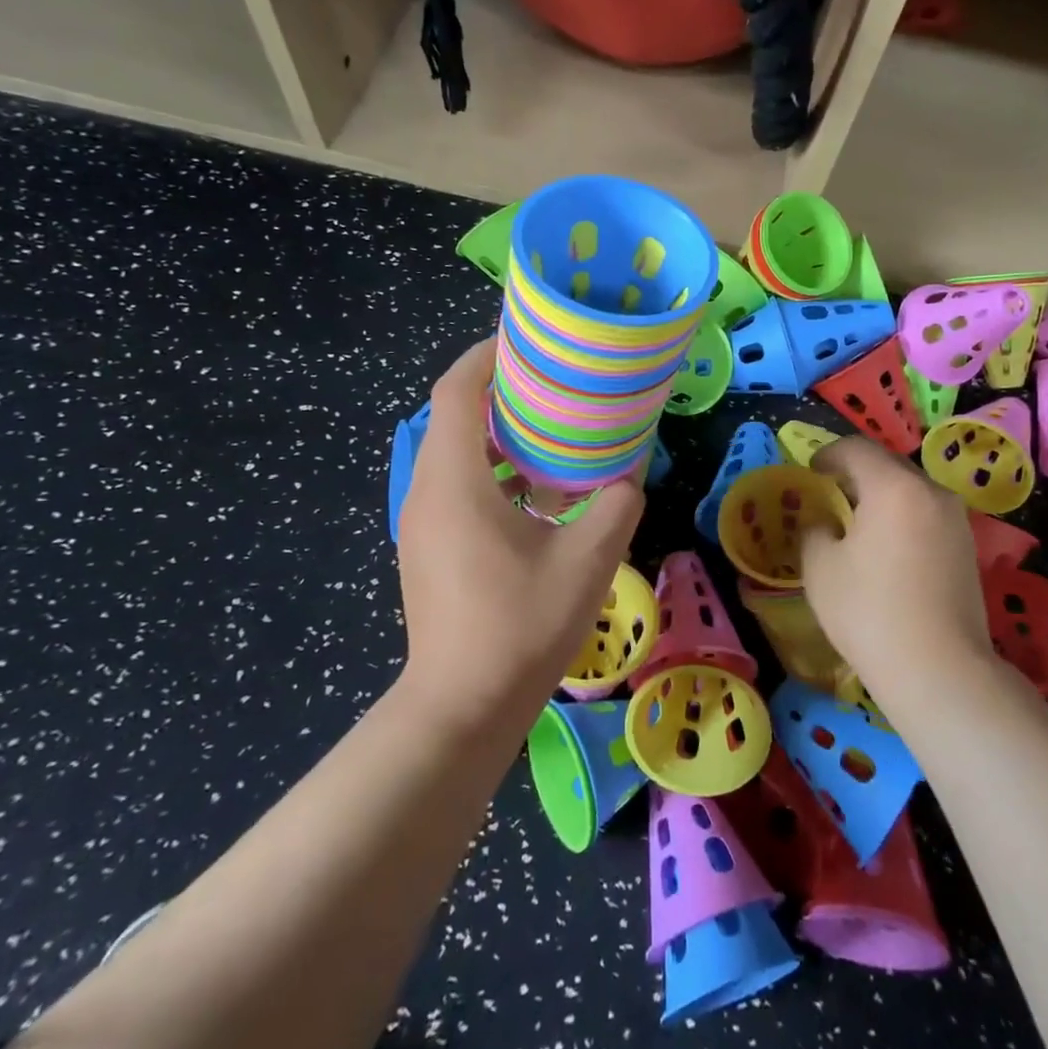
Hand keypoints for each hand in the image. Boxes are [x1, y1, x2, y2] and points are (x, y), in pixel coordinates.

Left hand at [397, 339, 644, 712]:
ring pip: (454, 451)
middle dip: (499, 388)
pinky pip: (455, 483)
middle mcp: (427, 490)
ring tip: (552, 425)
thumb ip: (616, 506)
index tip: (527, 338)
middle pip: (453, 414)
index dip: (486, 355)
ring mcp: (422, 521)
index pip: (456, 390)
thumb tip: (626, 479)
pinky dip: (491, 467)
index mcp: (454, 480)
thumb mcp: (587, 562)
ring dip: (497, 430)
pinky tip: (536, 488)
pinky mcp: (428, 546)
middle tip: (555, 379)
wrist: (460, 710)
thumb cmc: (519, 627)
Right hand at [799, 435, 990, 694]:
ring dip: (882, 495)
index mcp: (893, 486)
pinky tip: (886, 548)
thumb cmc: (870, 611)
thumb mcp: (820, 567)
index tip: (810, 472)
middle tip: (830, 494)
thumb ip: (815, 530)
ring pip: (911, 490)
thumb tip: (823, 523)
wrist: (940, 670)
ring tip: (857, 522)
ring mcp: (956, 520)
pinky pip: (926, 514)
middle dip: (856, 473)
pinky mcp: (968, 548)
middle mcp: (931, 492)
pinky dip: (902, 517)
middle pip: (888, 465)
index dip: (828, 454)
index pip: (856, 448)